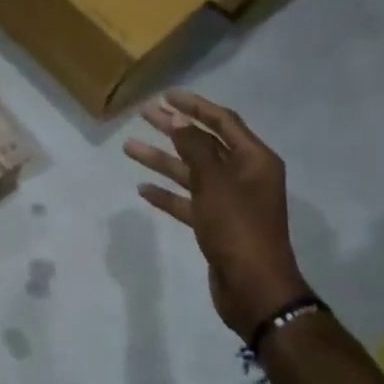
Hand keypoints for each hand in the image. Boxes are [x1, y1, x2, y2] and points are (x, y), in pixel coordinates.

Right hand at [123, 92, 309, 338]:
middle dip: (174, 128)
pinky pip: (187, 201)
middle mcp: (243, 176)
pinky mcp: (214, 225)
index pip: (223, 122)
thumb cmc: (238, 228)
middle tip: (144, 114)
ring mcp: (228, 202)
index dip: (195, 106)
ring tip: (129, 147)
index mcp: (254, 160)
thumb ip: (196, 148)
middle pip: (204, 144)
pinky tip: (143, 189)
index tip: (166, 95)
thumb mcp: (216, 182)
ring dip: (163, 160)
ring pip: (191, 172)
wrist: (254, 287)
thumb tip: (179, 120)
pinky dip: (167, 194)